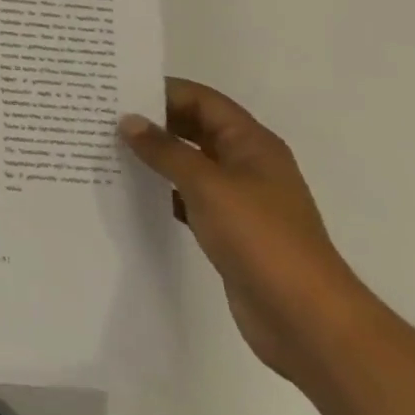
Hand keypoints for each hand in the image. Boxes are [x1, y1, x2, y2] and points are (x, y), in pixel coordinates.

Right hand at [120, 78, 374, 384]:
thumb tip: (128, 121)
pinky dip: (165, 191)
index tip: (119, 92)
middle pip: (196, 128)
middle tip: (107, 118)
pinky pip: (190, 198)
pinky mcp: (231, 232)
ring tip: (111, 151)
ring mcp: (240, 200)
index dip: (163, 91)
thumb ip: (165, 150)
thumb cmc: (261, 239)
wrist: (308, 323)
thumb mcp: (207, 185)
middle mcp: (247, 164)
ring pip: (191, 164)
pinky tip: (134, 193)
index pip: (202, 100)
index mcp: (252, 143)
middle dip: (156, 123)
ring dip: (157, 157)